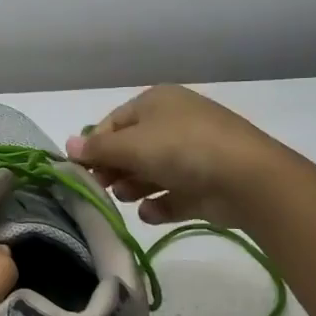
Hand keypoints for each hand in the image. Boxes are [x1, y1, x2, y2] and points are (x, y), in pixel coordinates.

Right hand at [66, 85, 279, 227]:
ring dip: (133, 186)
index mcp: (157, 102)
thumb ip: (97, 148)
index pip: (115, 122)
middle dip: (114, 168)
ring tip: (126, 197)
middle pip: (132, 148)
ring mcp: (192, 155)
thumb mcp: (131, 145)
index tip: (81, 169)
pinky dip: (159, 204)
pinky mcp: (205, 186)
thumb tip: (68, 146)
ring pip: (151, 172)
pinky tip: (151, 212)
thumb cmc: (181, 149)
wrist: (247, 179)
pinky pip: (173, 195)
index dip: (96, 145)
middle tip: (101, 186)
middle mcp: (174, 124)